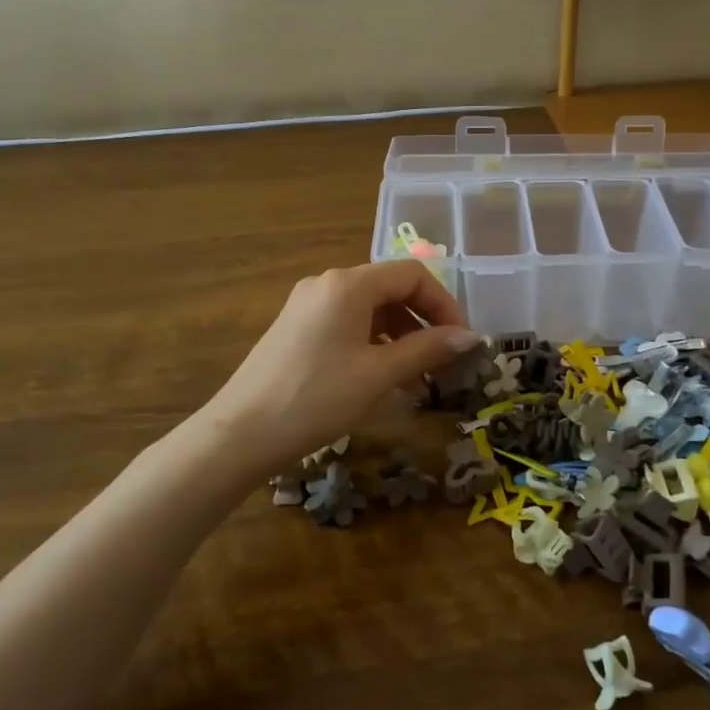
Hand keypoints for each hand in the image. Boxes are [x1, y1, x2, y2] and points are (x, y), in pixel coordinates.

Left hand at [200, 260, 484, 476]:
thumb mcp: (379, 374)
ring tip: (416, 377)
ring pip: (370, 308)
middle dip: (423, 321)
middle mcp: (327, 283)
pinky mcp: (296, 327)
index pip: (412, 275)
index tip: (460, 341)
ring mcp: (308, 304)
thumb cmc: (317, 398)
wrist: (240, 434)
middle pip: (391, 288)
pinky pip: (347, 322)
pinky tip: (381, 376)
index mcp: (349, 284)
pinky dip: (373, 342)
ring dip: (400, 335)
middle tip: (443, 360)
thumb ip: (427, 349)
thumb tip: (470, 337)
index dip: (444, 304)